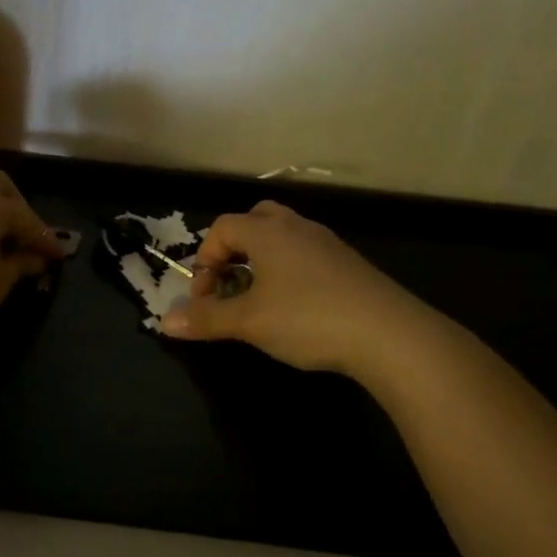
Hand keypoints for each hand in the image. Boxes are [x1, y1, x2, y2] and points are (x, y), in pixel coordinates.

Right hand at [161, 200, 451, 380]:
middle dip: (234, 249)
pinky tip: (297, 308)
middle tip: (231, 284)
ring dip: (262, 262)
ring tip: (260, 299)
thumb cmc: (308, 319)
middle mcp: (297, 228)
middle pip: (255, 220)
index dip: (204, 260)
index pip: (222, 228)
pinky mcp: (350, 265)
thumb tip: (164, 322)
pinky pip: (307, 256)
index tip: (206, 298)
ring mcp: (328, 244)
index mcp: (267, 232)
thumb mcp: (249, 322)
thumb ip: (206, 319)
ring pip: (284, 238)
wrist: (391, 335)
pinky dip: (290, 272)